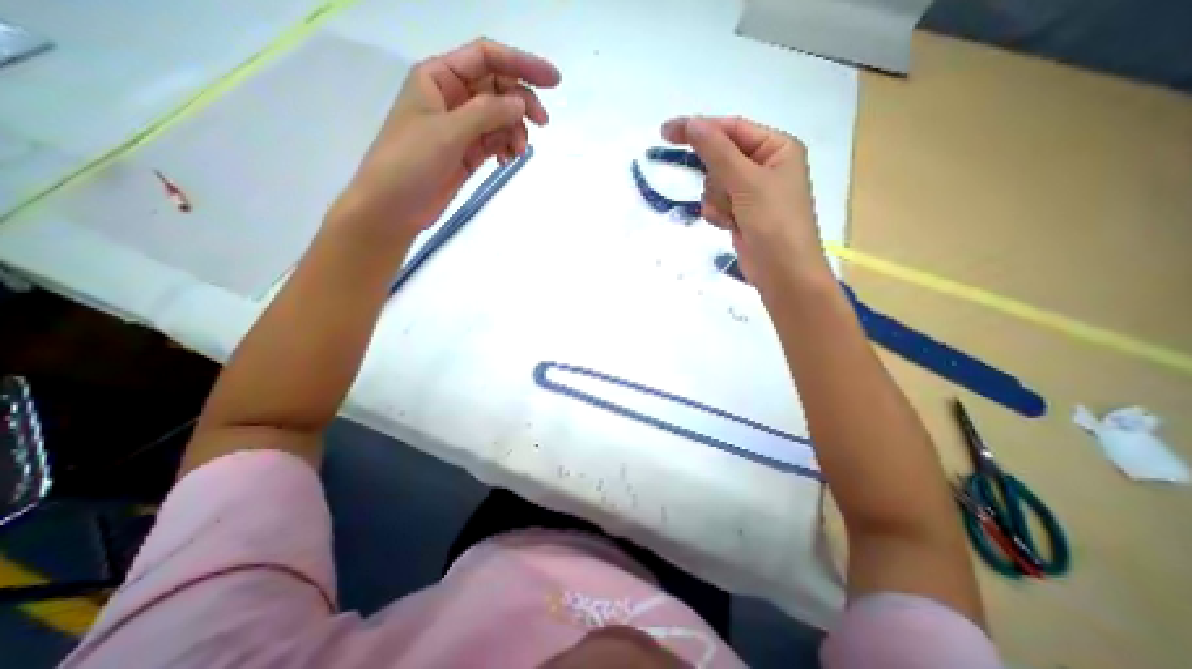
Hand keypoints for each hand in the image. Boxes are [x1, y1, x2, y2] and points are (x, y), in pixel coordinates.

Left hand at [326, 35, 560, 241]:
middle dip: (522, 103)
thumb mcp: (448, 132)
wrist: (393, 207)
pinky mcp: (467, 153)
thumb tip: (521, 103)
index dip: (521, 64)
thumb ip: (486, 113)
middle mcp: (452, 98)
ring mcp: (461, 127)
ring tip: (518, 153)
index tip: (553, 81)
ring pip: (499, 118)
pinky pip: (495, 141)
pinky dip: (506, 147)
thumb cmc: (410, 162)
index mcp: (439, 78)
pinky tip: (507, 160)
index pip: (487, 58)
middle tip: (543, 124)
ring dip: (515, 131)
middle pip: (497, 88)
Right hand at [661, 115, 830, 293]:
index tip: (666, 132)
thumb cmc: (774, 222)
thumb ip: (717, 151)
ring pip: (714, 184)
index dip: (699, 128)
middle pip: (720, 158)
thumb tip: (691, 123)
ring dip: (718, 201)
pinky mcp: (741, 212)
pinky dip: (718, 214)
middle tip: (727, 195)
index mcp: (776, 147)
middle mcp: (764, 165)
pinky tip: (730, 226)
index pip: (731, 129)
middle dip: (717, 179)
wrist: (782, 272)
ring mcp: (751, 191)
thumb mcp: (746, 182)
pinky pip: (716, 203)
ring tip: (734, 216)